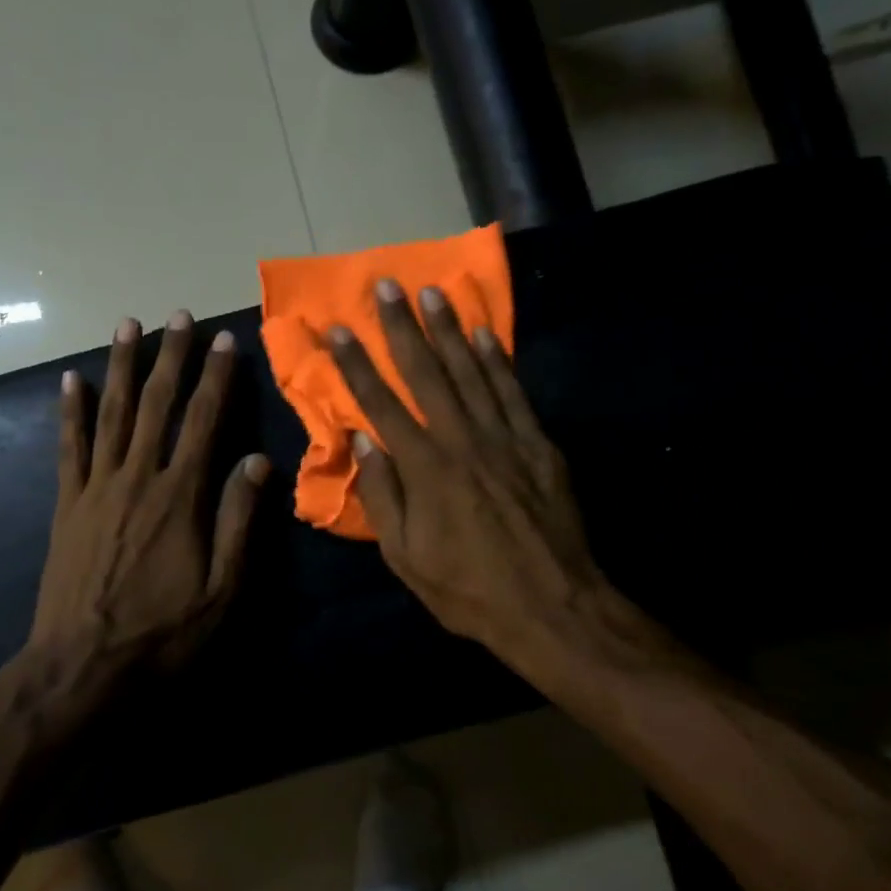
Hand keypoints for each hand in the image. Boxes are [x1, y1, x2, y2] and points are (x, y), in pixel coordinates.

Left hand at [31, 311, 269, 670]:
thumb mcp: (222, 590)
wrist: (82, 666)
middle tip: (177, 316)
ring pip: (110, 414)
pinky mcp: (66, 505)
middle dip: (170, 357)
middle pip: (155, 405)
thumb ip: (239, 521)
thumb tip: (257, 460)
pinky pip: (68, 448)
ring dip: (120, 367)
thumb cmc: (162, 633)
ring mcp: (95, 488)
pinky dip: (69, 412)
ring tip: (126, 326)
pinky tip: (70, 381)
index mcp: (180, 497)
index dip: (216, 378)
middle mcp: (138, 478)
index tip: (225, 341)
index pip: (204, 422)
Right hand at [325, 281, 657, 673]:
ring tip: (433, 292)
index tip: (338, 329)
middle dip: (403, 327)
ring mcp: (505, 438)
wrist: (552, 606)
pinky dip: (497, 360)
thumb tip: (363, 443)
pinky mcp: (538, 445)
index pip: (381, 404)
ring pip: (471, 372)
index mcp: (425, 469)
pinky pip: (513, 392)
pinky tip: (484, 333)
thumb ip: (383, 497)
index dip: (356, 365)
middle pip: (426, 374)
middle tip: (388, 285)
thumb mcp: (407, 558)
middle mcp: (462, 441)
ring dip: (450, 330)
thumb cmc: (469, 590)